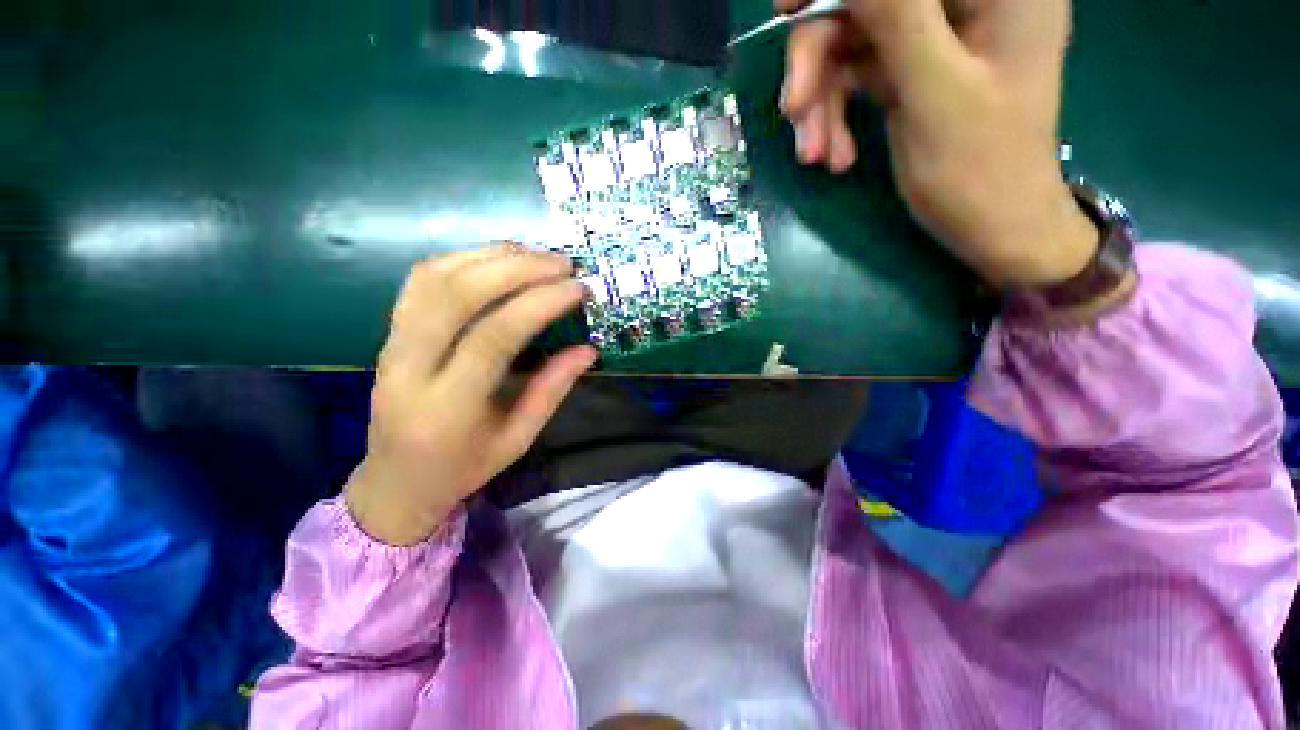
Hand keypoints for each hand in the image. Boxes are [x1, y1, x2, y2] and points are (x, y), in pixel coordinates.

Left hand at [345, 245, 596, 545]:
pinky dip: (462, 259)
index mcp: (448, 407)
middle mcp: (410, 368)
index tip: (577, 289)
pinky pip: (420, 281)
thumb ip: (552, 391)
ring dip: (490, 256)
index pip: (494, 336)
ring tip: (536, 254)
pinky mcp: (389, 333)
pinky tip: (497, 259)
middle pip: (457, 294)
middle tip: (562, 264)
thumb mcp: (518, 439)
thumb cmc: (463, 468)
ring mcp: (392, 345)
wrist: (395, 482)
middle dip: (517, 268)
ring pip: (434, 278)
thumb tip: (588, 350)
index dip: (540, 304)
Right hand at [780, 0, 1098, 287]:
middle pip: (866, 4)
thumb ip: (897, 16)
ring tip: (813, 154)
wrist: (990, 227)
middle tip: (793, 111)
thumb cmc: (979, 168)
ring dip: (821, 101)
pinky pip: (854, 78)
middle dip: (819, 59)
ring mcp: (931, 37)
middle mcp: (962, 1)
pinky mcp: (908, 71)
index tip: (788, 10)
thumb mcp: (936, 89)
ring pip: (851, 43)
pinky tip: (834, 157)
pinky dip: (834, 117)